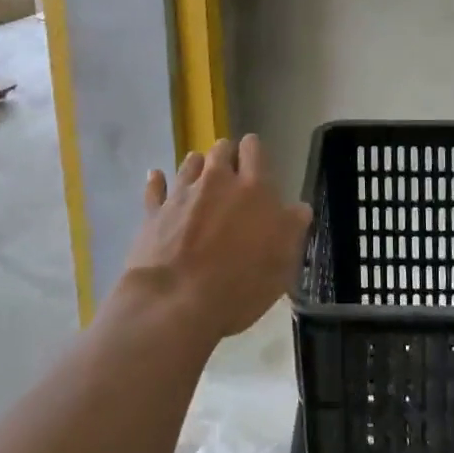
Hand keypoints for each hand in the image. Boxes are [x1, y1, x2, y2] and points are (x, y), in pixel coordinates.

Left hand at [123, 135, 311, 343]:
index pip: (253, 148)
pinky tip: (158, 177)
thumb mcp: (282, 262)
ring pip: (190, 163)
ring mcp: (182, 194)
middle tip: (232, 176)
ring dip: (198, 166)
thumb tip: (299, 208)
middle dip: (227, 156)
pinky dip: (158, 181)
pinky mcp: (154, 212)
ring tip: (201, 177)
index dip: (254, 152)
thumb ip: (293, 228)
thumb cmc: (239, 284)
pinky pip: (156, 187)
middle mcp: (216, 180)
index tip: (256, 164)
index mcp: (253, 188)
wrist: (176, 304)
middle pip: (221, 149)